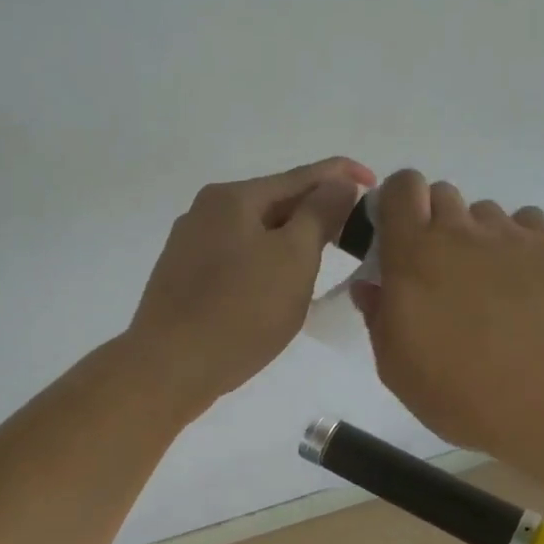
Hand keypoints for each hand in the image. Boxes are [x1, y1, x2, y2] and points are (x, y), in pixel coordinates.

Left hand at [128, 156, 375, 413]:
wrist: (169, 367)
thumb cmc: (240, 311)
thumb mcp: (293, 258)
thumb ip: (320, 214)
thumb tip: (338, 182)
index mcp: (233, 197)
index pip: (301, 176)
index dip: (341, 176)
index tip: (374, 184)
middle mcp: (206, 211)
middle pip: (275, 202)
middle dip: (316, 211)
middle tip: (354, 230)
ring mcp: (190, 245)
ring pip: (255, 232)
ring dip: (291, 239)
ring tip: (323, 256)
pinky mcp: (184, 278)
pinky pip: (237, 257)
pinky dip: (265, 261)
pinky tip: (278, 283)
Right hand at [352, 169, 543, 464]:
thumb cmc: (465, 392)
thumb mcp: (399, 369)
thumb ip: (379, 319)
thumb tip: (372, 287)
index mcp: (413, 255)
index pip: (401, 188)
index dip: (397, 201)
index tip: (398, 234)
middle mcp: (462, 232)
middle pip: (443, 194)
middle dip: (435, 222)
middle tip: (442, 271)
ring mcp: (513, 235)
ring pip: (486, 214)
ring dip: (479, 237)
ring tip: (492, 285)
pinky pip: (529, 225)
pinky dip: (520, 244)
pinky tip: (528, 284)